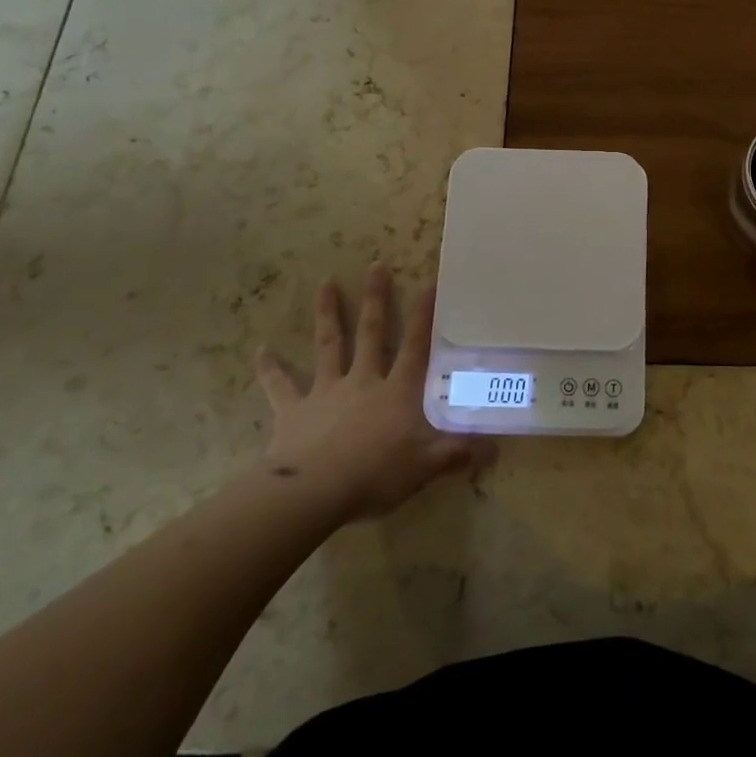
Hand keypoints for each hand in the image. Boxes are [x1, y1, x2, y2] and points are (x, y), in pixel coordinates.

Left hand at [254, 263, 491, 521]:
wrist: (312, 491)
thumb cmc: (374, 475)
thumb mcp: (423, 467)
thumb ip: (456, 454)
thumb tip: (495, 448)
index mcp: (396, 391)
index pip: (415, 346)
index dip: (424, 315)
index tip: (429, 282)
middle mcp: (362, 380)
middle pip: (370, 332)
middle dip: (375, 298)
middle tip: (376, 264)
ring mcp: (326, 391)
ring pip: (329, 345)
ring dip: (328, 313)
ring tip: (326, 282)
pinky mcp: (294, 410)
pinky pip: (280, 386)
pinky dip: (270, 368)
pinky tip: (260, 350)